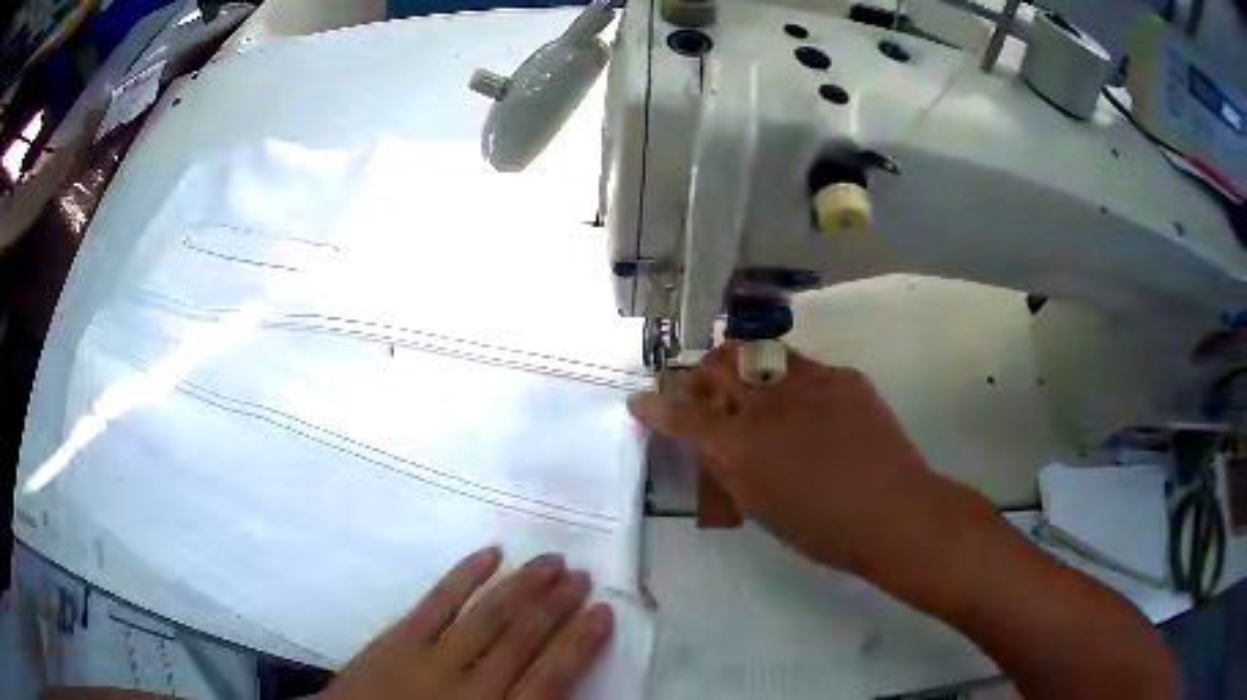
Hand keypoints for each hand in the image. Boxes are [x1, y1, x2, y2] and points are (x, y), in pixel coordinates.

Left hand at [321, 548, 613, 699]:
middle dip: (555, 605)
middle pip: (521, 639)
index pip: (550, 678)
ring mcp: (430, 658)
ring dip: (522, 586)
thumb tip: (555, 685)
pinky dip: (464, 577)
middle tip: (580, 575)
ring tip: (550, 561)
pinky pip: (436, 602)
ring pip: (487, 616)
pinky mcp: (396, 639)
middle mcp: (470, 686)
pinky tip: (489, 556)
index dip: (580, 643)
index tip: (604, 612)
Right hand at [629, 343, 936, 573]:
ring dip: (740, 364)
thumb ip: (727, 469)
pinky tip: (804, 403)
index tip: (640, 402)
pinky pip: (804, 368)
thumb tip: (708, 443)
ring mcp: (808, 381)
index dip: (655, 407)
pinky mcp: (842, 376)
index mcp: (741, 442)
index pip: (682, 415)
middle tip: (698, 387)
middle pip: (717, 367)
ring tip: (744, 380)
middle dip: (697, 373)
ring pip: (759, 354)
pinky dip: (789, 380)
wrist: (893, 511)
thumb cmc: (822, 528)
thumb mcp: (759, 508)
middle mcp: (768, 401)